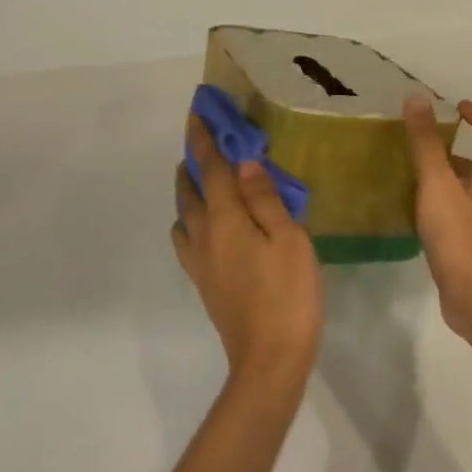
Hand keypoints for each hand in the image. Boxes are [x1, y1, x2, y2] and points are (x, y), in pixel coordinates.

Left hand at [173, 115, 322, 382]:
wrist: (270, 359)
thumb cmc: (288, 293)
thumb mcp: (288, 239)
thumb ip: (264, 199)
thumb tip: (243, 162)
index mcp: (224, 219)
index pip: (211, 169)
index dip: (203, 139)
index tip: (196, 113)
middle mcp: (203, 236)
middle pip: (189, 191)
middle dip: (193, 163)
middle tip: (203, 144)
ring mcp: (200, 262)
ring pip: (183, 216)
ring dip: (189, 193)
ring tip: (206, 183)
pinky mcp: (204, 283)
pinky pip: (188, 239)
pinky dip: (192, 220)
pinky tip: (211, 227)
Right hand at [403, 96, 471, 334]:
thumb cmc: (461, 237)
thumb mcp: (438, 183)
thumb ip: (426, 142)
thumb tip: (418, 98)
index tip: (459, 110)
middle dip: (459, 151)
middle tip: (427, 147)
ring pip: (471, 192)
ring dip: (449, 180)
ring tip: (414, 177)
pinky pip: (460, 217)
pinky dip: (442, 207)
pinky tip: (416, 214)